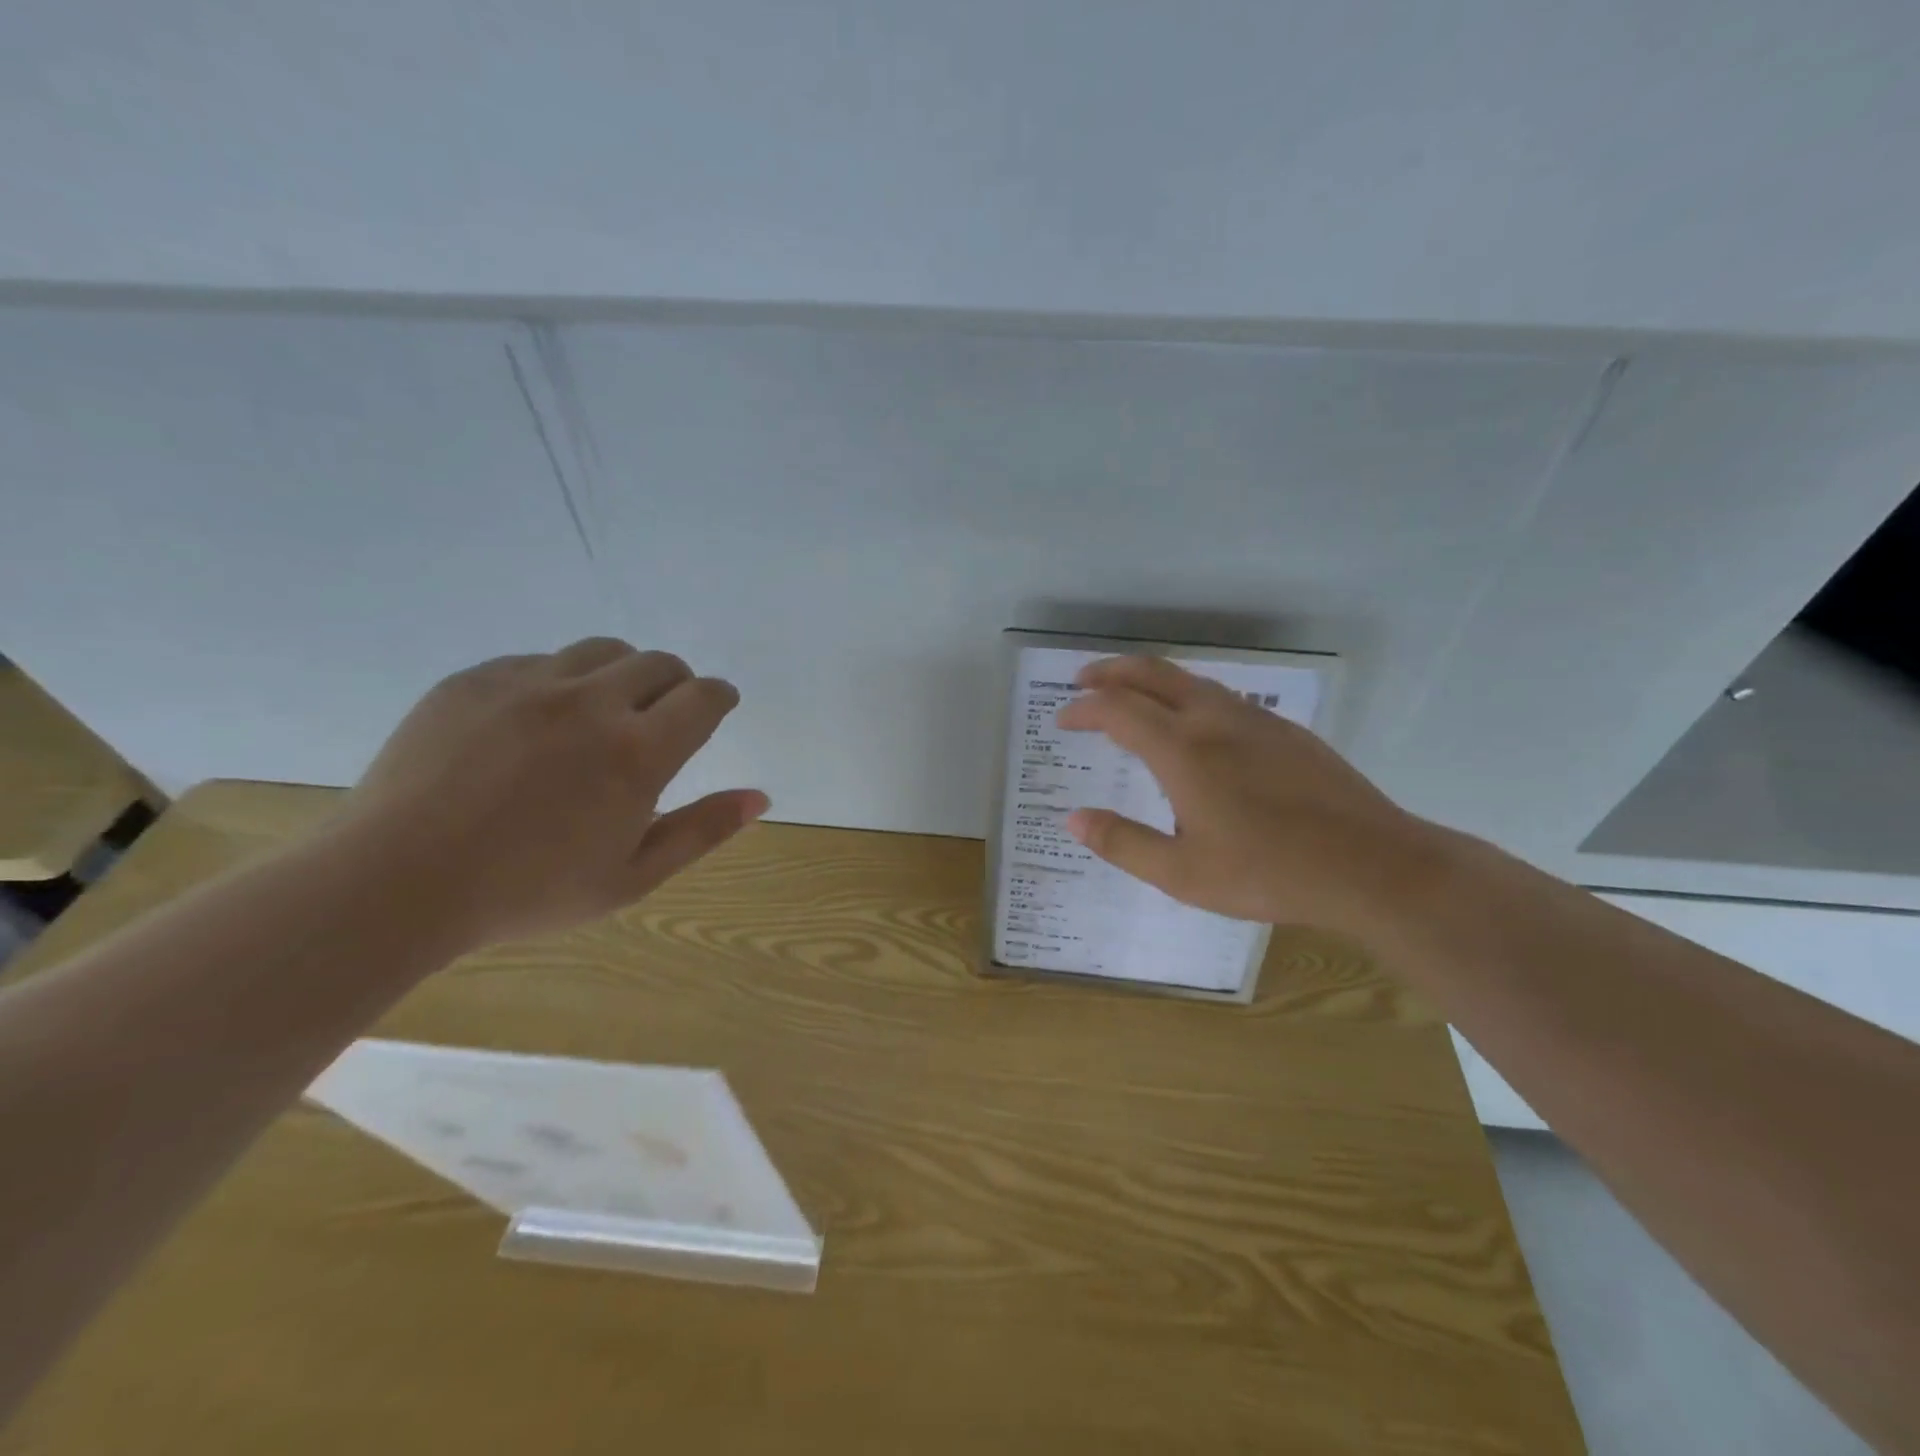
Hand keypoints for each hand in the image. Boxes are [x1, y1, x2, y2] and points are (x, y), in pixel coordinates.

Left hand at [337, 638, 766, 950]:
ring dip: (622, 674)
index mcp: (637, 753)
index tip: (716, 708)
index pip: (704, 697)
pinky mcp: (475, 679)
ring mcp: (529, 684)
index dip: (719, 698)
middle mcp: (591, 704)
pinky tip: (538, 724)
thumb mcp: (632, 877)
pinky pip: (539, 660)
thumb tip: (760, 797)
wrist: (395, 882)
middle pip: (659, 663)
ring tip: (604, 713)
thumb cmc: (528, 892)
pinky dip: (560, 682)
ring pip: (602, 651)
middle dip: (676, 684)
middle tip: (661, 718)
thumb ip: (702, 831)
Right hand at [1056, 656, 1445, 937]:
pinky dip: (1188, 694)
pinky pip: (1223, 696)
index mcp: (1184, 752)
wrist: (1372, 867)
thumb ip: (1122, 843)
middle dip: (1111, 671)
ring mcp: (1256, 720)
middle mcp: (1216, 721)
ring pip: (1192, 680)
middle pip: (1153, 674)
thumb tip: (1073, 819)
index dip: (1084, 709)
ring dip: (1151, 679)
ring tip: (1130, 694)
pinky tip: (1194, 722)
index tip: (1062, 719)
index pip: (1118, 710)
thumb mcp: (1183, 874)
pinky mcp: (1286, 731)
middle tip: (1084, 680)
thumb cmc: (1269, 874)